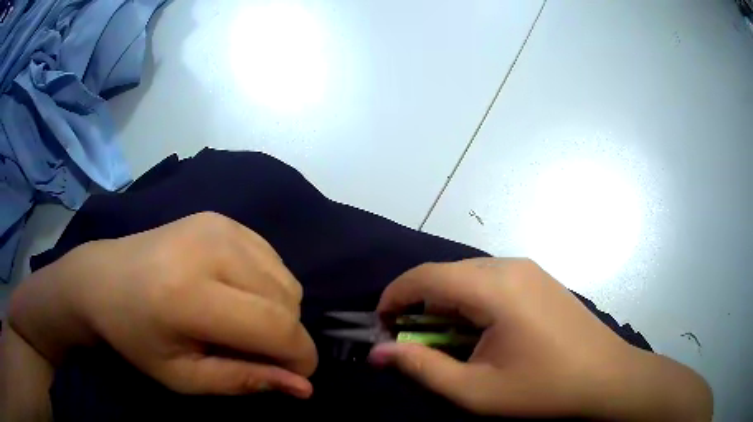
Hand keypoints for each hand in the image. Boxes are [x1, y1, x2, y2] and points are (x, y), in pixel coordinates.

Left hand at [9, 212, 316, 397]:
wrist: (97, 278)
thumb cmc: (130, 337)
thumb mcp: (182, 376)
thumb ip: (243, 379)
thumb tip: (301, 386)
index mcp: (190, 291)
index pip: (277, 328)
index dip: (297, 358)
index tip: (294, 375)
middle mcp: (210, 245)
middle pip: (287, 300)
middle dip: (287, 335)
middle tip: (256, 352)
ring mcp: (217, 223)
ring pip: (284, 276)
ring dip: (276, 307)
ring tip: (239, 320)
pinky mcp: (219, 215)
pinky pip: (270, 256)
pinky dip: (267, 282)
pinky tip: (235, 291)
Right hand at [369, 258, 711, 420]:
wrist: (605, 375)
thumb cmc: (541, 388)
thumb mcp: (475, 389)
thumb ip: (422, 367)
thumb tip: (379, 351)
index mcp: (494, 288)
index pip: (425, 277)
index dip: (394, 296)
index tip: (381, 324)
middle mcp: (509, 266)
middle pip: (445, 274)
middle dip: (419, 303)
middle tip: (413, 340)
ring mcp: (528, 268)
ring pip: (468, 275)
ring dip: (446, 303)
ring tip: (448, 339)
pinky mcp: (538, 277)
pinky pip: (491, 279)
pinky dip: (471, 300)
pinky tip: (482, 330)